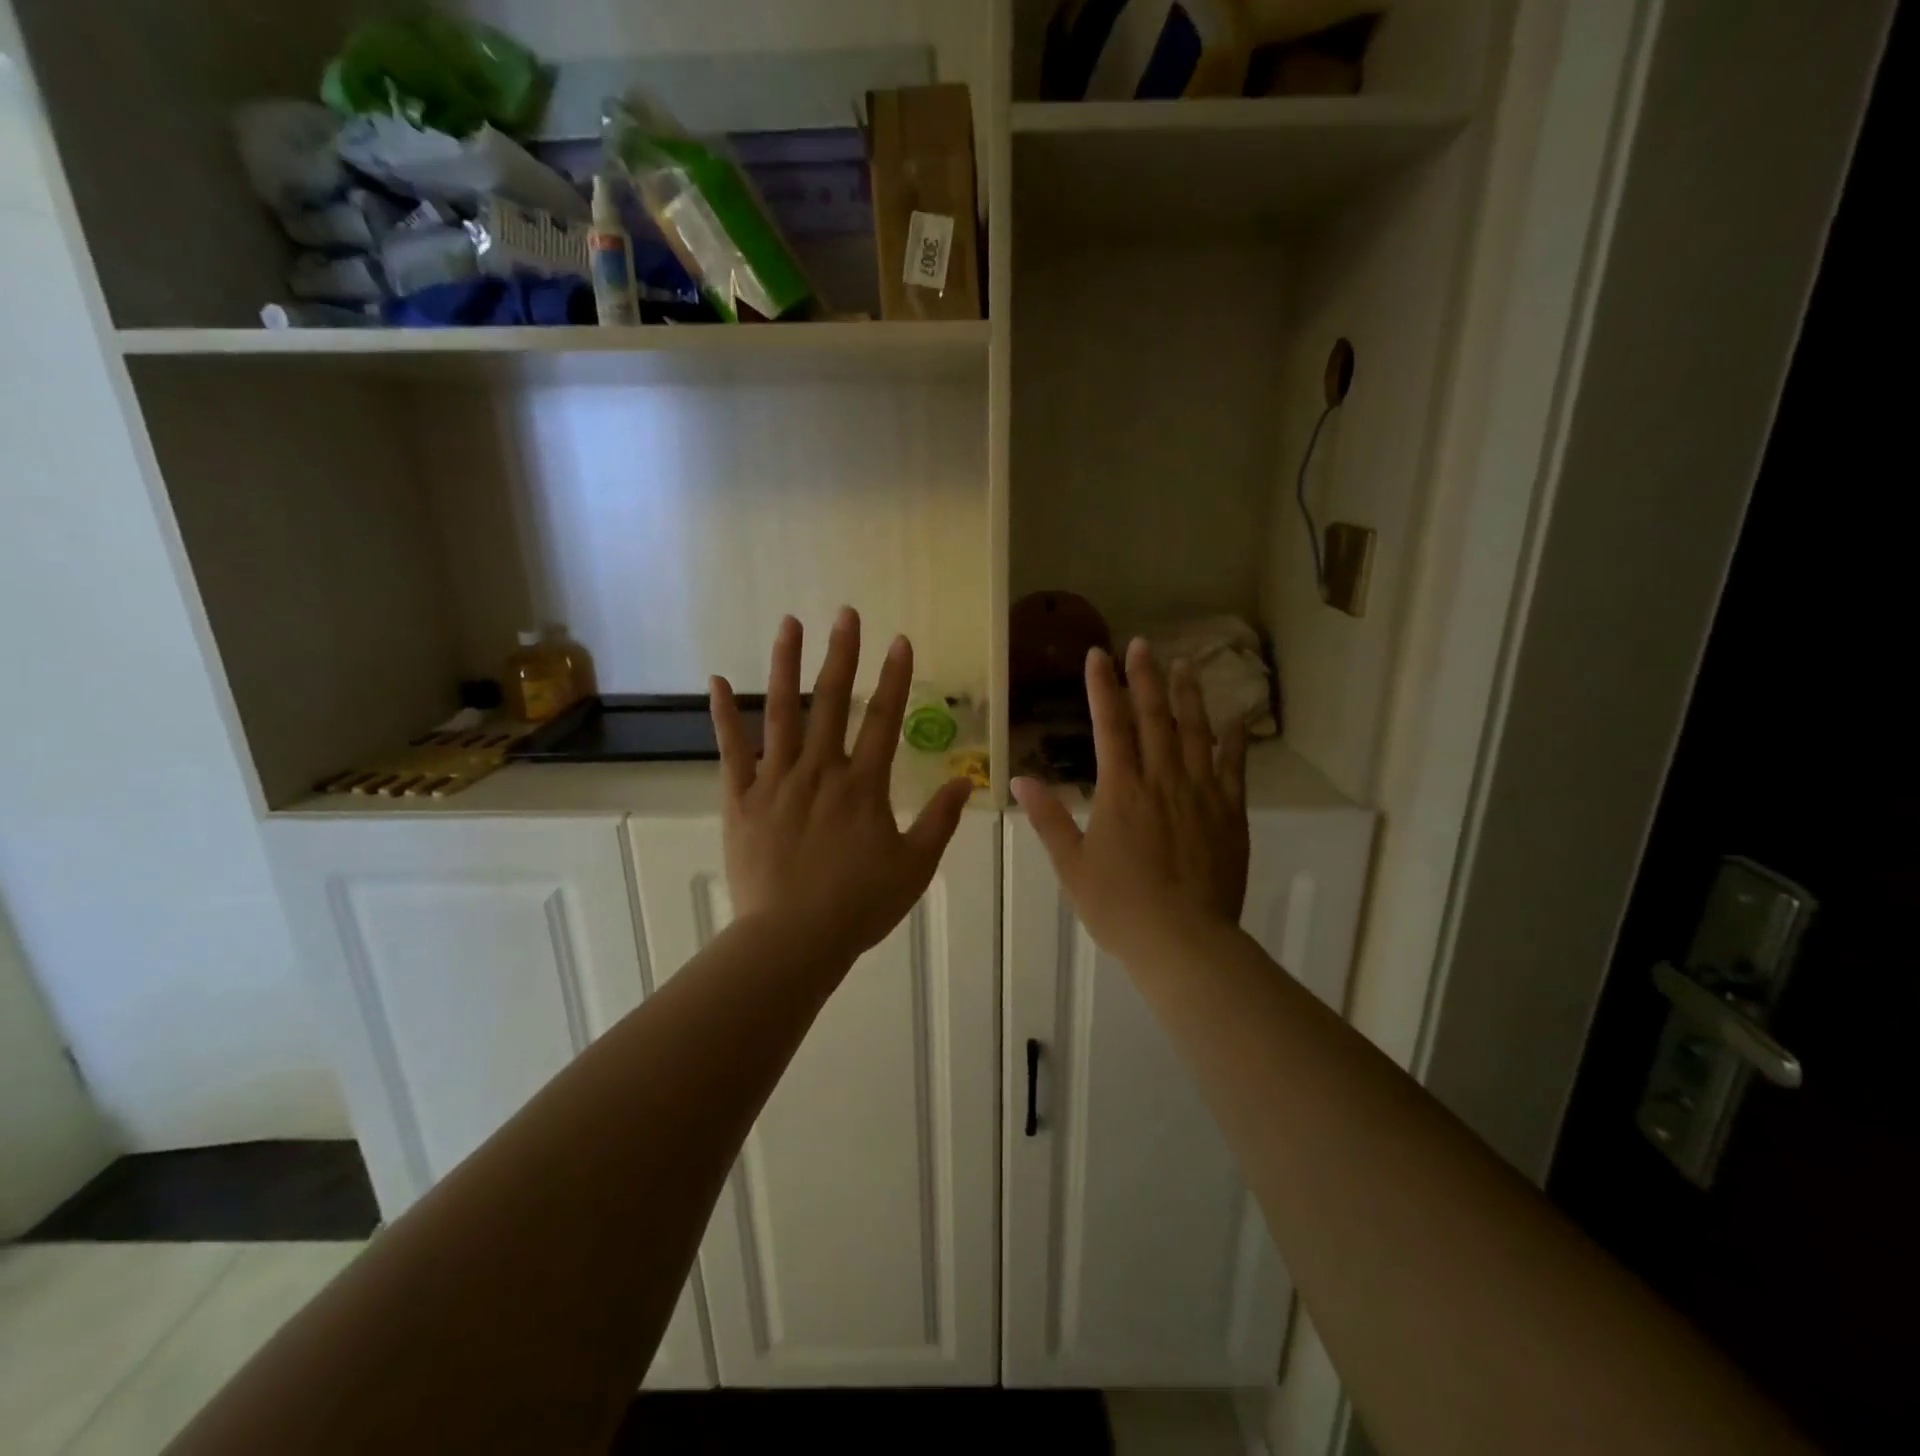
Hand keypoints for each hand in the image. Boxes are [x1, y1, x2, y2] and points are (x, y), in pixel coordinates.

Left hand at [711, 609, 974, 965]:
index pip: (884, 719)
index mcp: (863, 786)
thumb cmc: (859, 905)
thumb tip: (965, 780)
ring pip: (781, 713)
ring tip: (790, 624)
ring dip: (786, 666)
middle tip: (846, 613)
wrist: (793, 939)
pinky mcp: (741, 799)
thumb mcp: (915, 867)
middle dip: (842, 654)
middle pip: (832, 702)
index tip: (900, 640)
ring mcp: (776, 781)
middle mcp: (820, 771)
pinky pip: (731, 750)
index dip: (895, 678)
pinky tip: (716, 681)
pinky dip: (723, 715)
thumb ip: (940, 821)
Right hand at [1013, 639, 1249, 966]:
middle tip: (1141, 644)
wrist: (1184, 941)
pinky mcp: (1230, 814)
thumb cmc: (1120, 906)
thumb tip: (1021, 779)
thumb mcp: (1072, 865)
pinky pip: (1234, 768)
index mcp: (1121, 790)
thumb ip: (1049, 819)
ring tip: (1185, 665)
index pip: (1109, 725)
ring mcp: (1201, 794)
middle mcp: (1162, 780)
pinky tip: (1234, 721)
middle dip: (1144, 678)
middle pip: (1153, 718)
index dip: (1102, 686)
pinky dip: (1233, 741)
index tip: (1097, 654)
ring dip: (1188, 696)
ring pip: (1196, 733)